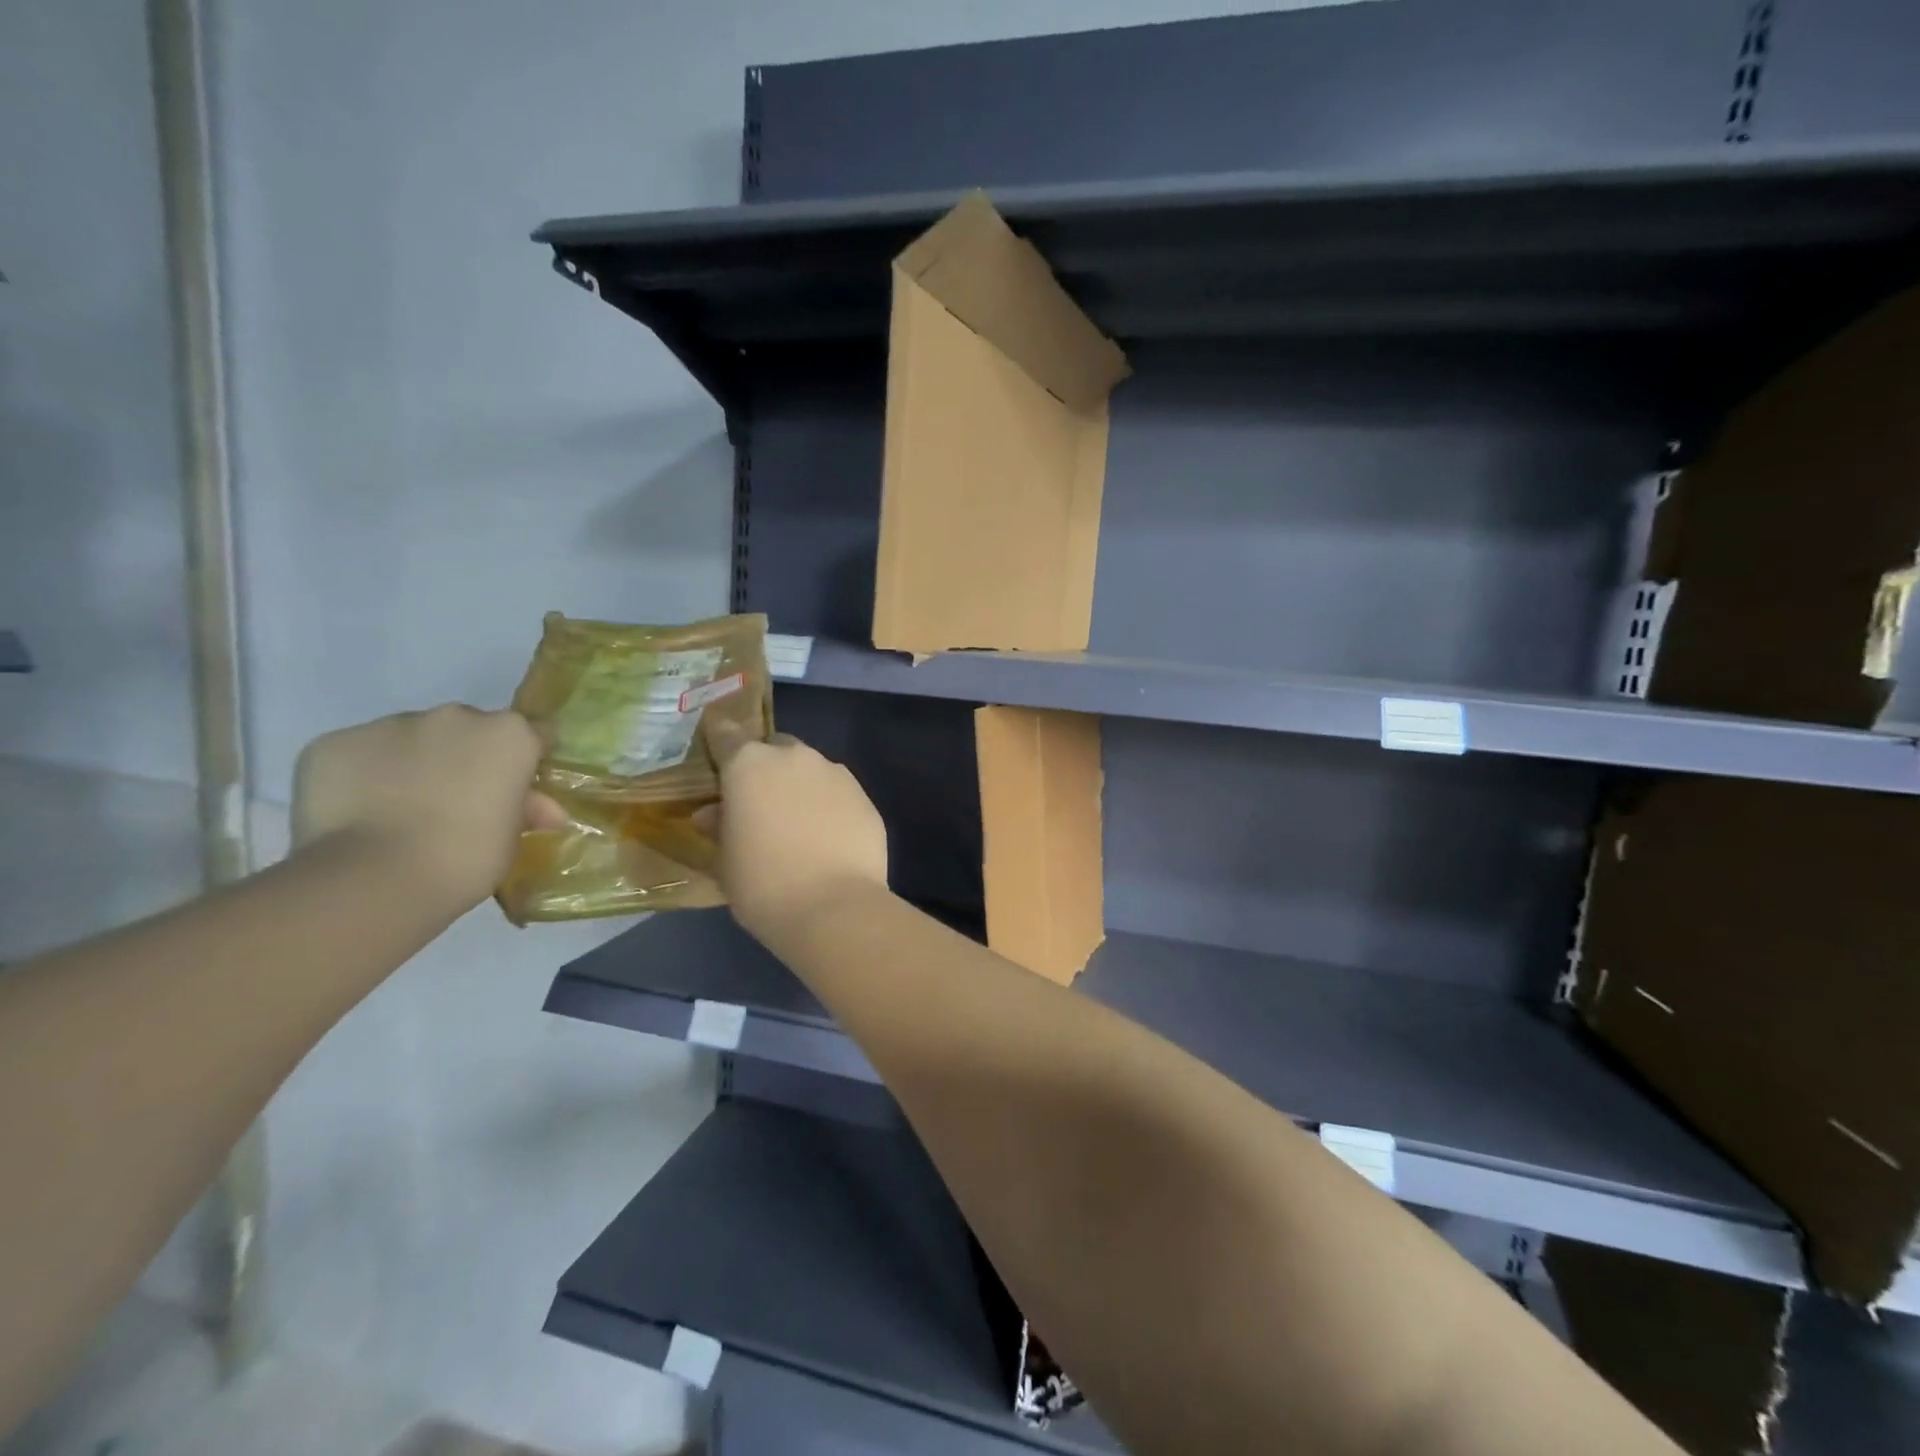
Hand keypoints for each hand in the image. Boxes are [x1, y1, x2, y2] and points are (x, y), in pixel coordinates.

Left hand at [292, 704, 563, 912]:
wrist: (376, 878)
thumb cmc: (468, 857)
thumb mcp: (513, 837)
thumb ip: (527, 810)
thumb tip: (546, 811)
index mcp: (508, 734)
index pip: (533, 733)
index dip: (526, 760)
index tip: (518, 787)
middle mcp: (454, 716)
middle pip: (468, 730)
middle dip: (466, 757)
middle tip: (458, 802)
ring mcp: (390, 725)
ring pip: (410, 738)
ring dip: (414, 763)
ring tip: (400, 811)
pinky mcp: (334, 743)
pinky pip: (359, 755)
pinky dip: (364, 777)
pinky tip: (360, 813)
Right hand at [701, 719, 889, 948]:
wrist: (833, 907)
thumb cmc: (762, 884)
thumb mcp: (724, 860)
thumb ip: (719, 827)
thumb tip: (714, 813)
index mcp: (750, 764)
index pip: (726, 736)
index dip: (720, 744)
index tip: (717, 758)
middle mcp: (795, 757)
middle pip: (775, 748)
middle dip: (767, 768)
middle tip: (760, 803)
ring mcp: (836, 774)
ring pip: (812, 769)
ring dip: (801, 786)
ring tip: (798, 825)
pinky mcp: (865, 798)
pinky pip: (839, 793)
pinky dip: (830, 807)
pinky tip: (828, 839)